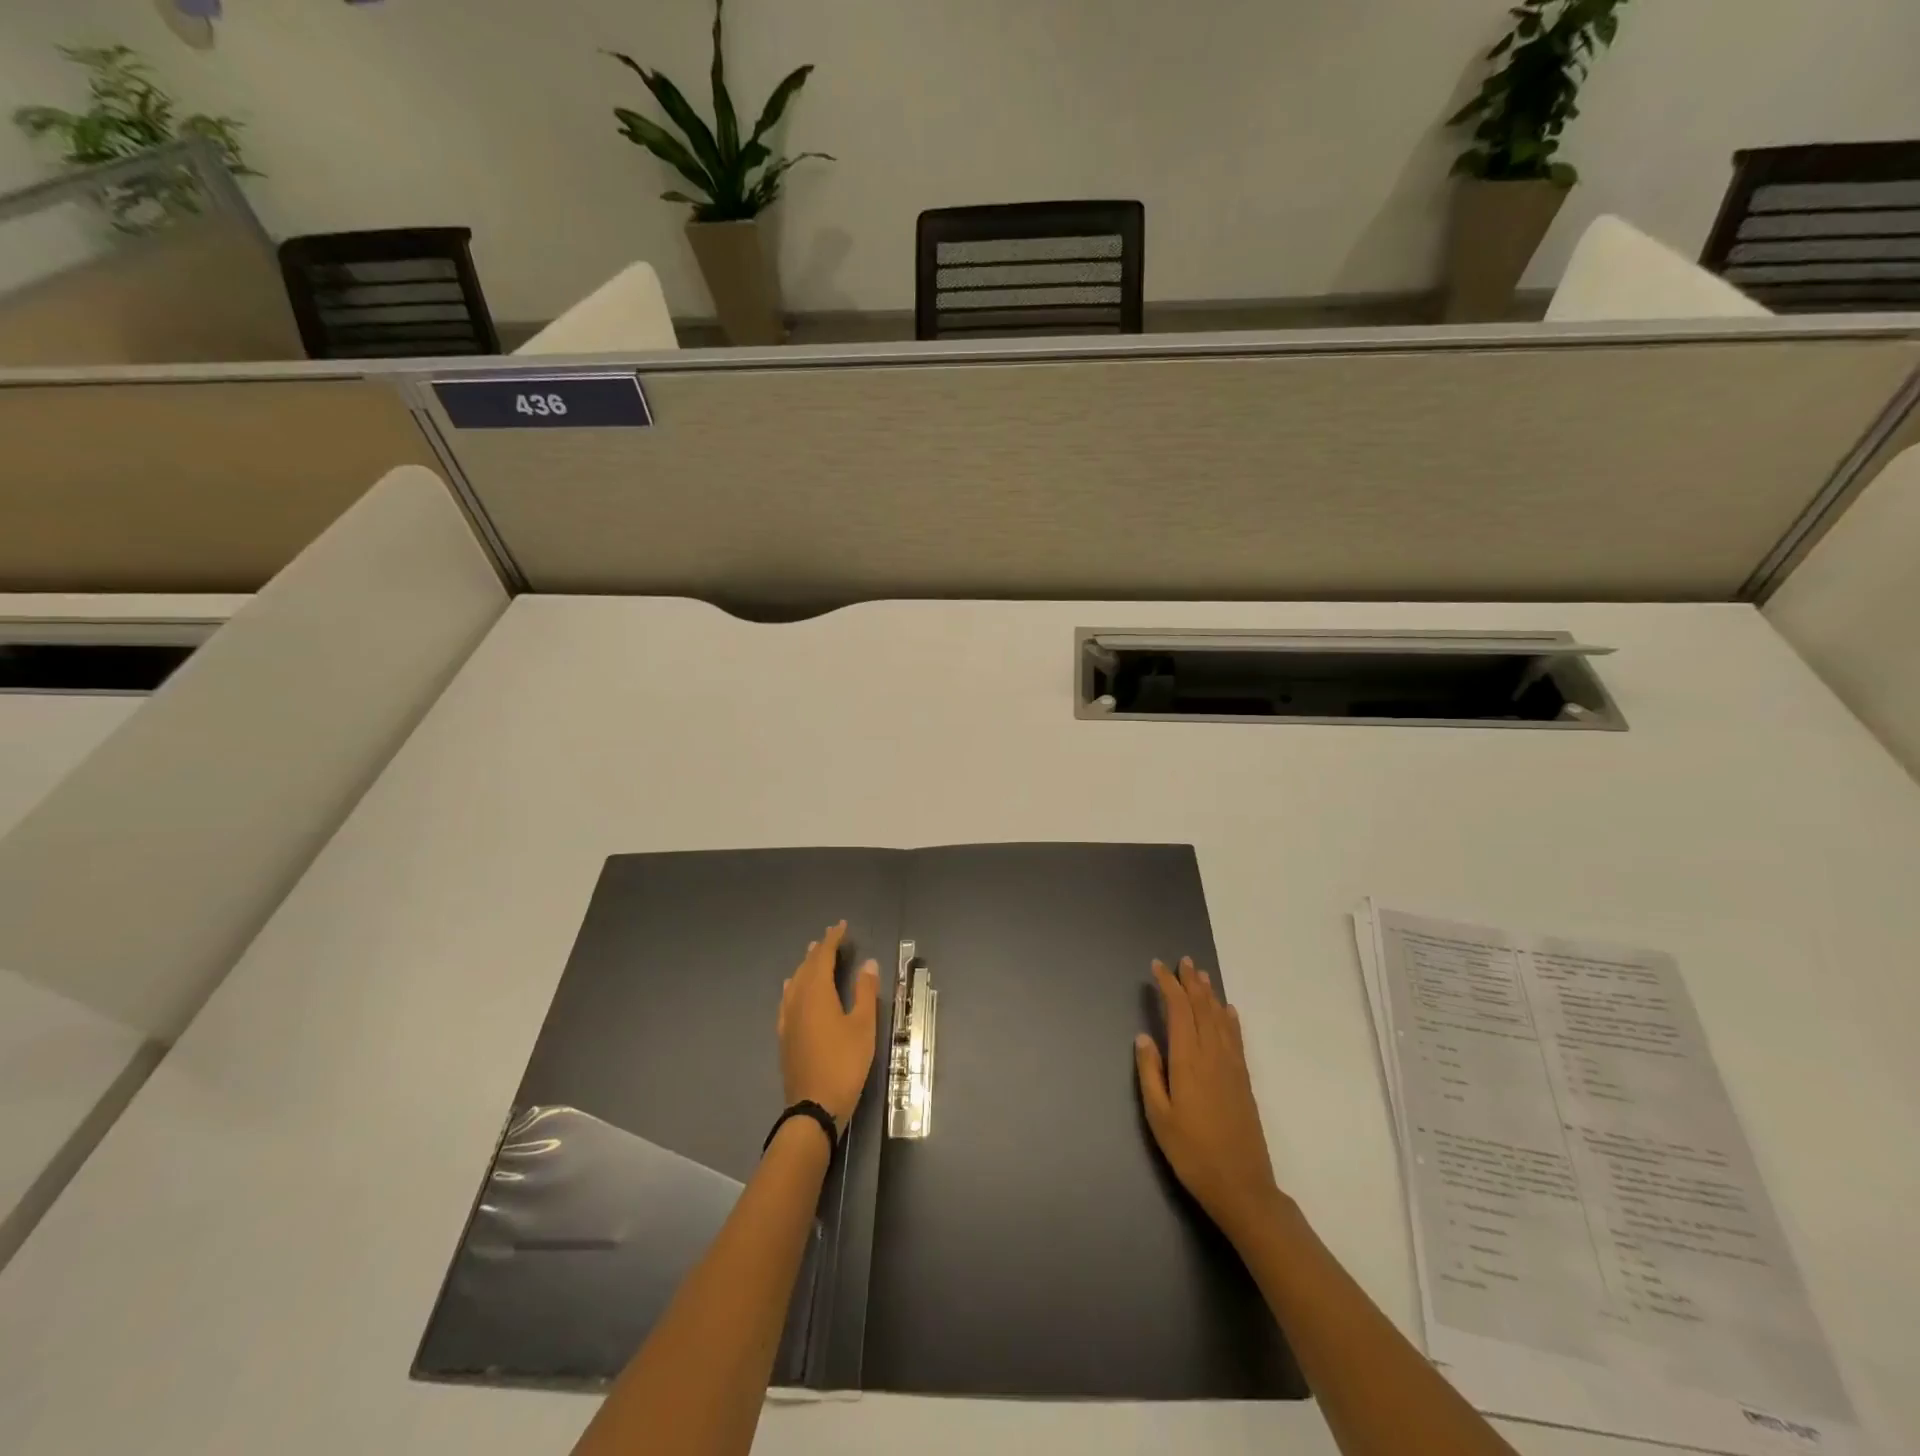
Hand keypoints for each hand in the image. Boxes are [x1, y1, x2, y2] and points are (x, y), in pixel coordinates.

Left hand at [777, 921, 879, 1132]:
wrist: (813, 1107)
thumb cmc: (844, 1063)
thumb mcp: (863, 1026)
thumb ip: (865, 992)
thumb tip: (868, 963)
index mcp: (816, 993)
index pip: (823, 956)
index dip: (833, 939)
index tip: (842, 926)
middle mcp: (797, 1000)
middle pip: (806, 966)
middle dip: (819, 950)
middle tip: (832, 937)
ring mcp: (787, 1018)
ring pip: (795, 982)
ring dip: (806, 966)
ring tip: (813, 955)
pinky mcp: (785, 1035)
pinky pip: (788, 999)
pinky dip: (795, 985)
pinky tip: (795, 989)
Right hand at [1135, 956, 1283, 1245]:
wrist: (1242, 1186)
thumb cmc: (1192, 1153)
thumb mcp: (1159, 1117)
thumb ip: (1150, 1073)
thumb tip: (1143, 1037)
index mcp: (1188, 1061)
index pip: (1179, 1011)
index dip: (1169, 986)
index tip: (1157, 967)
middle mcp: (1212, 1055)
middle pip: (1203, 1008)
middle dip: (1191, 982)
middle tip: (1182, 961)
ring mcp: (1232, 1067)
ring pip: (1221, 1019)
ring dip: (1210, 994)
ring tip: (1202, 975)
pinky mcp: (1244, 1080)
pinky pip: (1236, 1038)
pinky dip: (1230, 1019)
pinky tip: (1228, 1010)